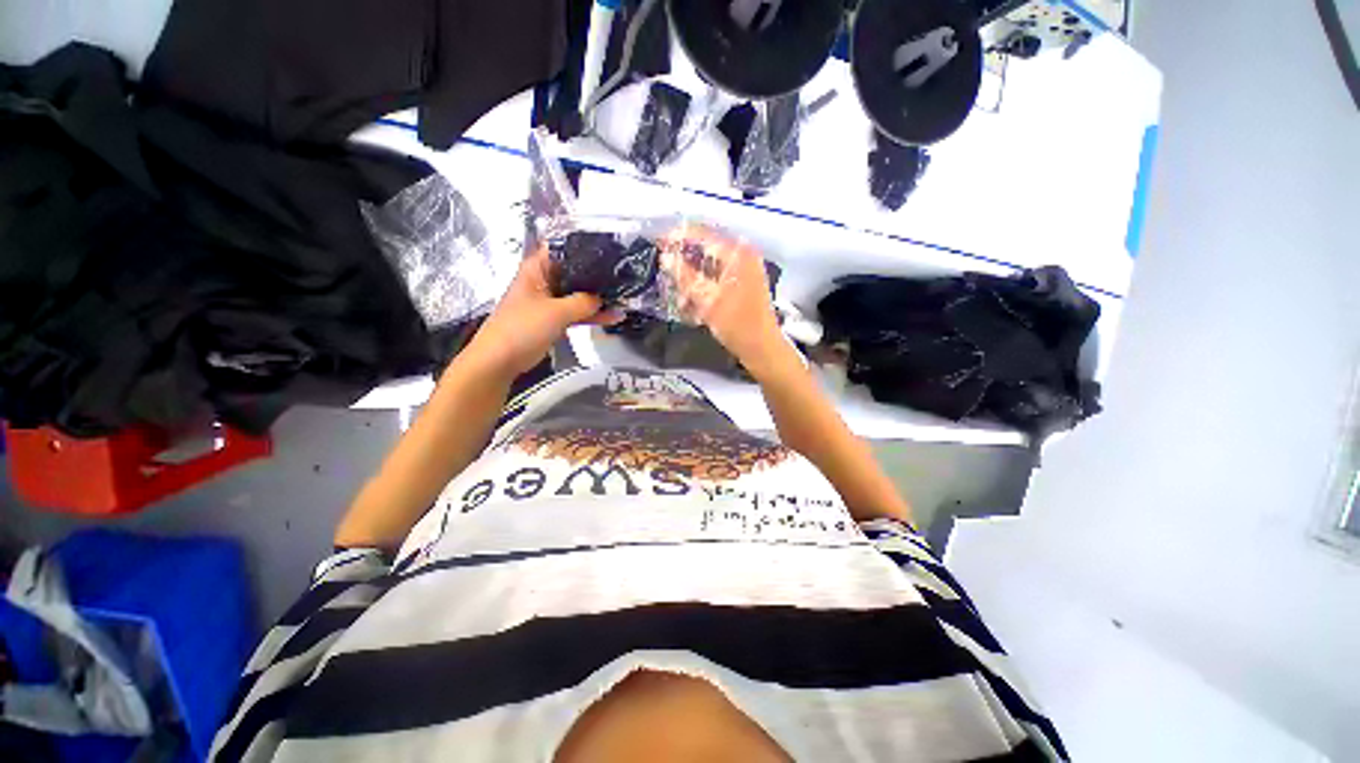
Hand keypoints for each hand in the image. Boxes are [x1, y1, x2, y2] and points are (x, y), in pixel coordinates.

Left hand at [467, 247, 621, 378]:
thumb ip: (583, 302)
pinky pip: (577, 313)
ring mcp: (550, 301)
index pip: (562, 247)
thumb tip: (602, 298)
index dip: (584, 245)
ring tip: (625, 297)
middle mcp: (544, 281)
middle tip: (624, 273)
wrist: (500, 360)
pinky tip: (613, 317)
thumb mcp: (556, 312)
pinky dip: (592, 315)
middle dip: (597, 274)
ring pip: (578, 295)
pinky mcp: (554, 320)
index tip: (609, 248)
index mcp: (537, 269)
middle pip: (574, 271)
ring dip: (598, 298)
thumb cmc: (522, 328)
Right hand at [661, 224, 785, 369]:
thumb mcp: (708, 300)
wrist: (762, 349)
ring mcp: (745, 272)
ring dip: (692, 279)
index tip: (659, 242)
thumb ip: (685, 276)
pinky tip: (690, 302)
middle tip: (665, 268)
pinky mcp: (743, 286)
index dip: (679, 237)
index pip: (704, 235)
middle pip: (707, 251)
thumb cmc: (737, 324)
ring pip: (710, 267)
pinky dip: (703, 288)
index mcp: (739, 254)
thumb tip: (666, 257)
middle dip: (685, 261)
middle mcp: (744, 257)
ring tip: (677, 294)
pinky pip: (717, 280)